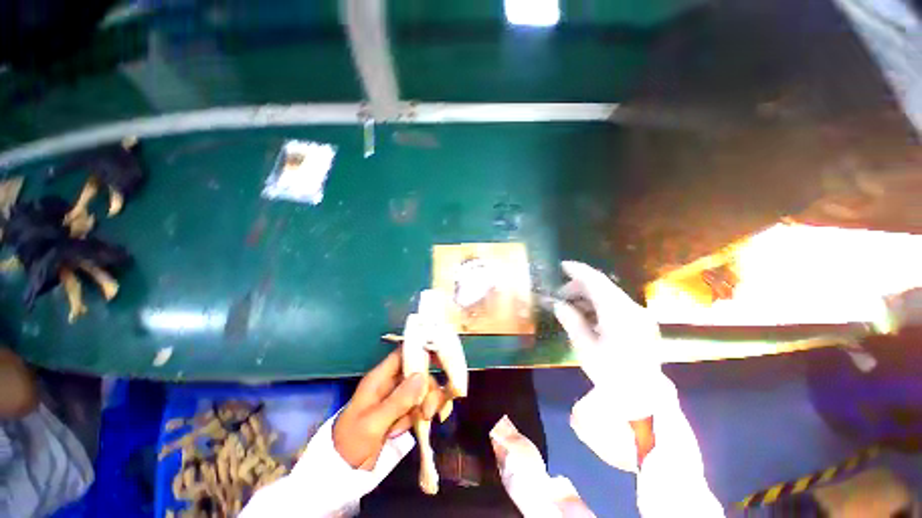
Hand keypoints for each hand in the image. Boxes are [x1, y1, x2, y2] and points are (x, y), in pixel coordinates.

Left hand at [333, 349, 445, 469]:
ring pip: (423, 389)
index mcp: (380, 378)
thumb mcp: (373, 423)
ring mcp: (398, 398)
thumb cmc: (351, 443)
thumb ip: (398, 400)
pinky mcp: (404, 412)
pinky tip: (418, 424)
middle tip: (428, 409)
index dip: (420, 351)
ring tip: (424, 418)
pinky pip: (421, 404)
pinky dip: (424, 413)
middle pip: (418, 372)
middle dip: (428, 387)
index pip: (402, 354)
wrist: (343, 473)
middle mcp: (391, 384)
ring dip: (428, 402)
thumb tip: (422, 376)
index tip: (441, 358)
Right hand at [553, 261, 661, 419]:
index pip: (596, 281)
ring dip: (589, 296)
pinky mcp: (642, 323)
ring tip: (571, 307)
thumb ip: (571, 321)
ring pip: (610, 295)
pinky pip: (617, 305)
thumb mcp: (585, 347)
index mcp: (618, 313)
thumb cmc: (611, 373)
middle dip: (579, 286)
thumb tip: (558, 305)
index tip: (562, 265)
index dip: (578, 271)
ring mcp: (640, 316)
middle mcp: (632, 309)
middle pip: (603, 286)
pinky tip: (588, 316)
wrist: (644, 398)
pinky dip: (600, 305)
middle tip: (561, 295)